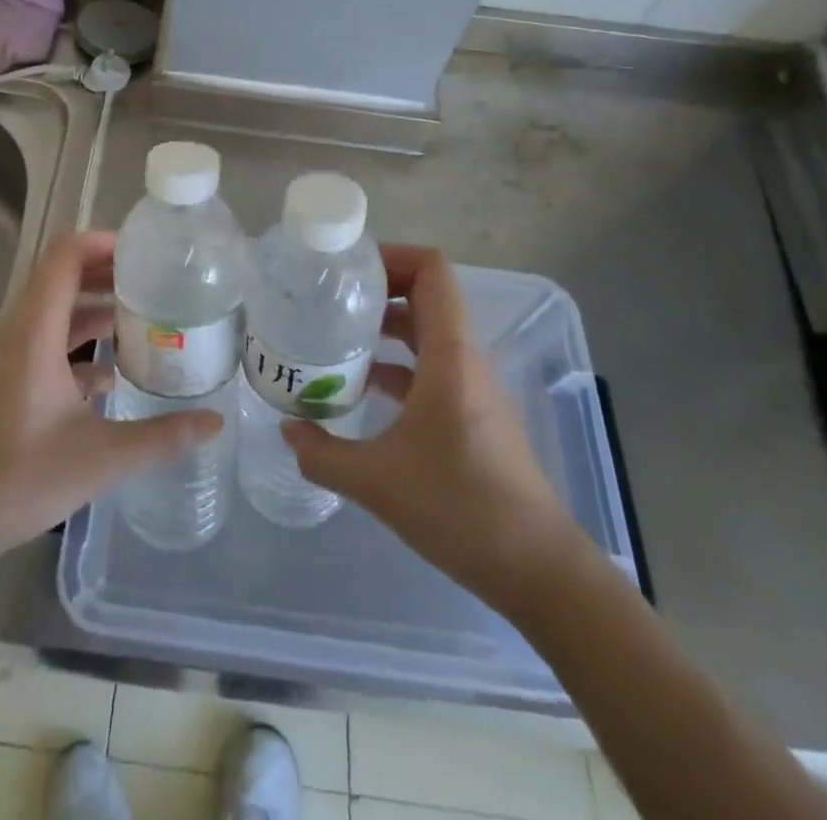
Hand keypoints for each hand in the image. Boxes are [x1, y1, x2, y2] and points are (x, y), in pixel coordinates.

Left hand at [0, 231, 222, 562]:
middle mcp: (21, 334)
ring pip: (56, 313)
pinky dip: (80, 344)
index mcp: (36, 332)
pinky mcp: (10, 383)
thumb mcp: (101, 458)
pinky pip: (49, 344)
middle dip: (107, 271)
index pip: (64, 257)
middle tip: (154, 280)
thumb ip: (161, 437)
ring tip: (142, 318)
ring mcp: (12, 358)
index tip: (143, 251)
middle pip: (62, 278)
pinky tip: (112, 375)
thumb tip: (214, 422)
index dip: (101, 242)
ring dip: (95, 308)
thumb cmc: (19, 478)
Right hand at [282, 244, 587, 613]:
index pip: (431, 271)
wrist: (538, 570)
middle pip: (425, 295)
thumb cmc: (461, 508)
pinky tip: (361, 391)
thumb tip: (287, 431)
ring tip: (334, 339)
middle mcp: (464, 360)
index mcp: (449, 355)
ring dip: (384, 329)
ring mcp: (471, 388)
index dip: (391, 255)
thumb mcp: (377, 482)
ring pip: (426, 334)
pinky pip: (430, 368)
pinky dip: (396, 366)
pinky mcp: (471, 415)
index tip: (346, 270)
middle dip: (377, 290)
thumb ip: (323, 454)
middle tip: (328, 300)